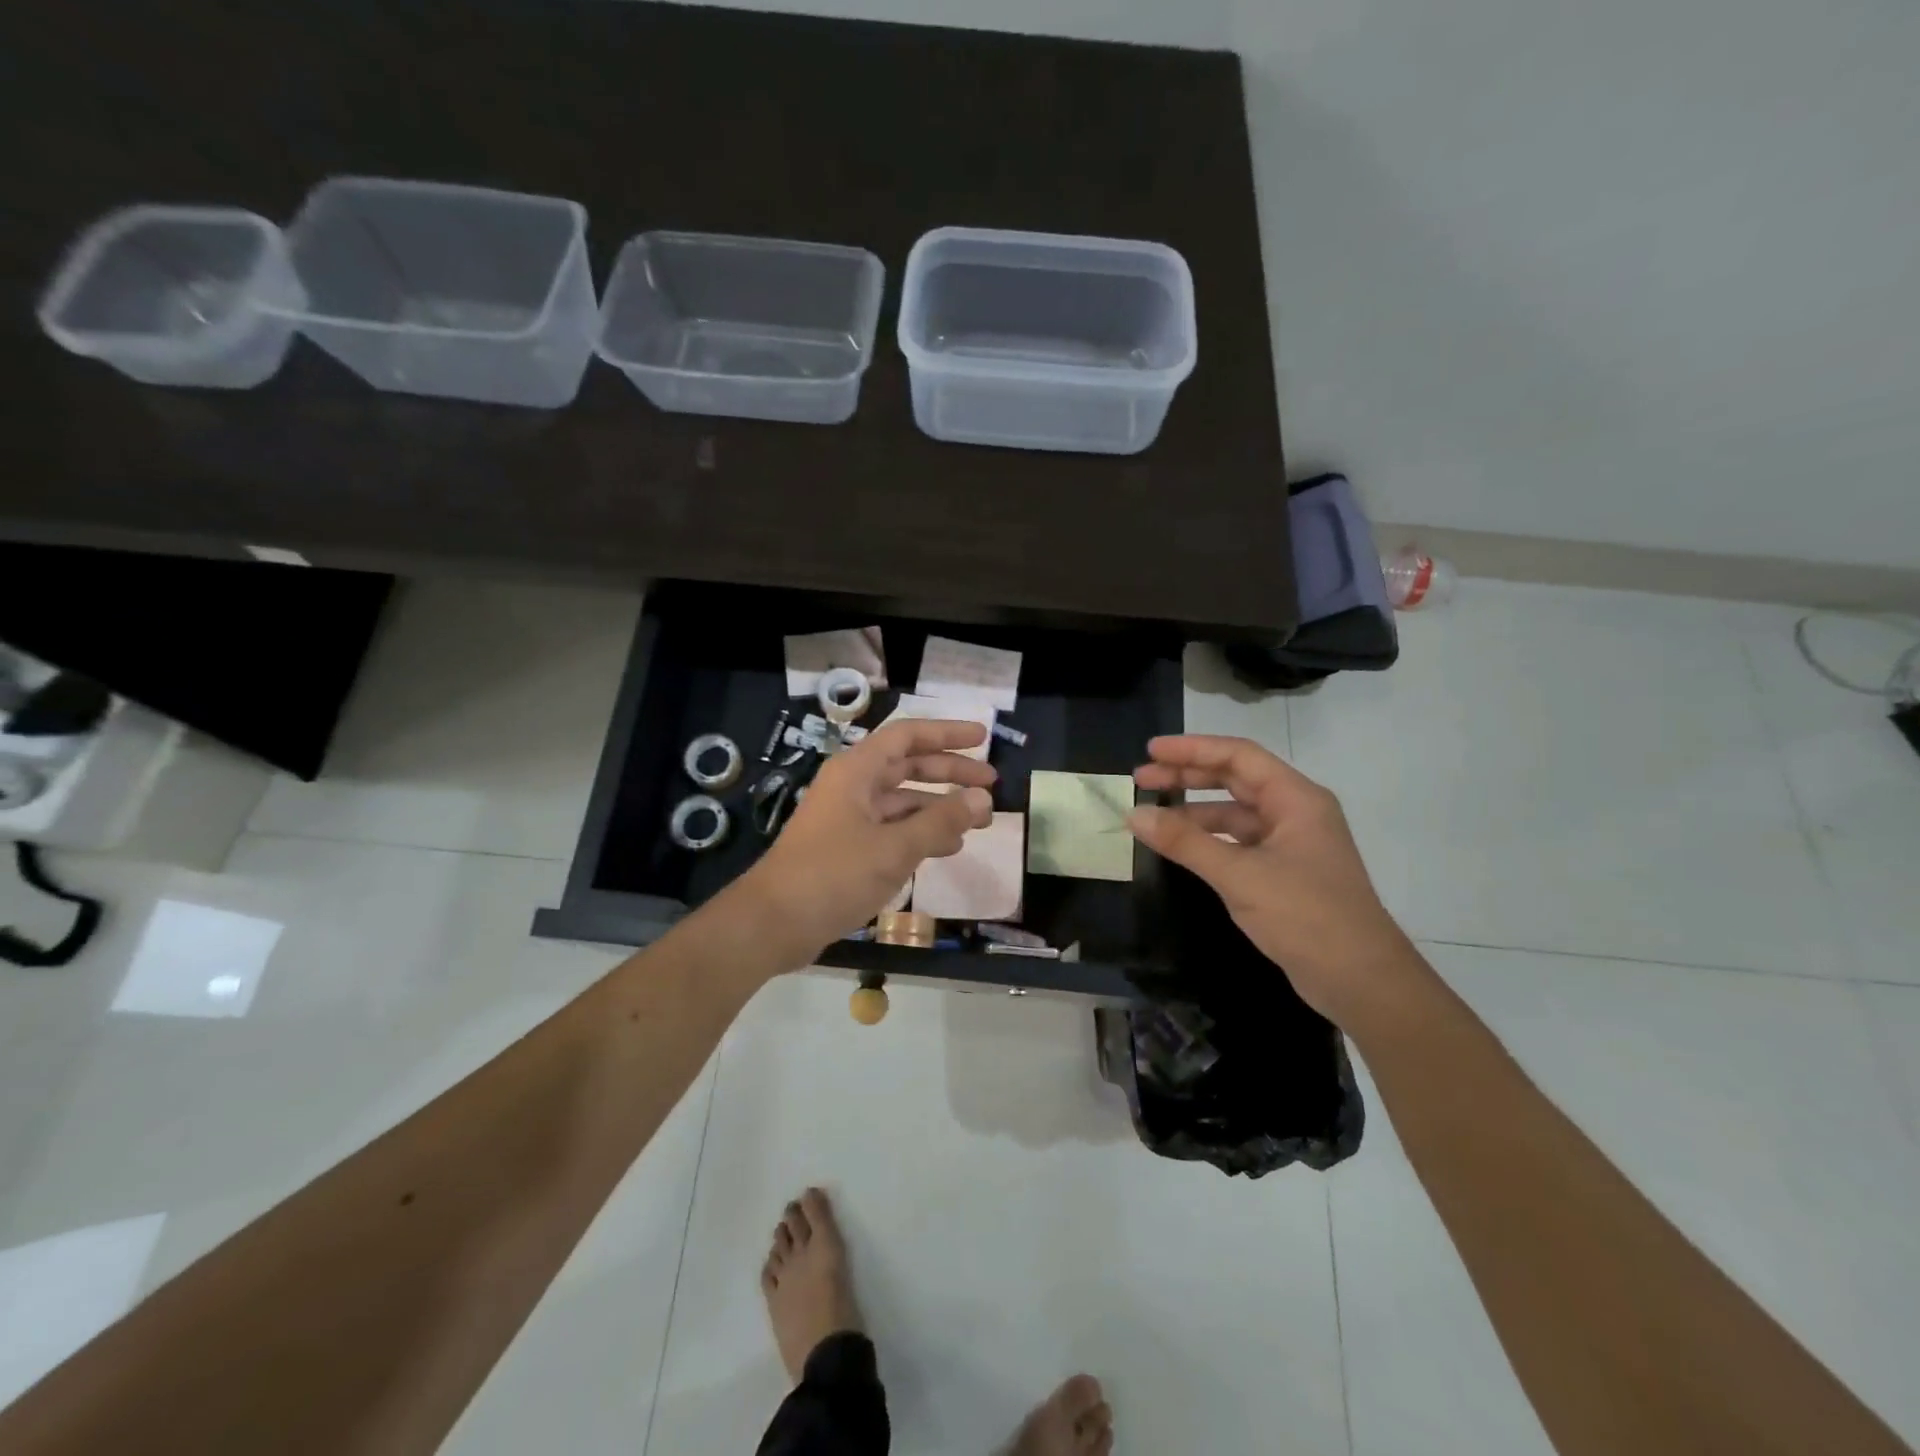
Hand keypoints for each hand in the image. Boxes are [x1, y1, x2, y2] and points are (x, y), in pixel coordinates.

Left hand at [736, 718, 995, 966]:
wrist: (773, 923)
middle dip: (951, 773)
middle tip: (991, 784)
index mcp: (857, 771)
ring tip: (978, 822)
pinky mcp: (847, 847)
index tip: (984, 739)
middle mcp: (852, 786)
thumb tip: (982, 798)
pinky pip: (892, 828)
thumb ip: (940, 821)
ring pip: (902, 801)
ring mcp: (848, 817)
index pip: (908, 736)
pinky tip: (948, 848)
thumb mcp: (894, 848)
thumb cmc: (833, 875)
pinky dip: (920, 833)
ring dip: (939, 807)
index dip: (947, 734)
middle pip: (908, 766)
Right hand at [1127, 735, 1422, 1027]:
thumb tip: (1134, 815)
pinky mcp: (1283, 874)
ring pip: (1234, 814)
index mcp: (1296, 799)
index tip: (1151, 750)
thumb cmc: (1306, 916)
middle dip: (1187, 777)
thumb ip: (1185, 842)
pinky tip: (1179, 848)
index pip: (1238, 757)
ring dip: (1193, 811)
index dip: (1192, 749)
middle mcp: (1295, 813)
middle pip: (1235, 780)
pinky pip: (1237, 843)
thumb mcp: (1240, 875)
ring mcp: (1290, 844)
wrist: (1362, 982)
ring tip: (1150, 816)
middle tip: (1141, 779)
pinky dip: (1207, 841)